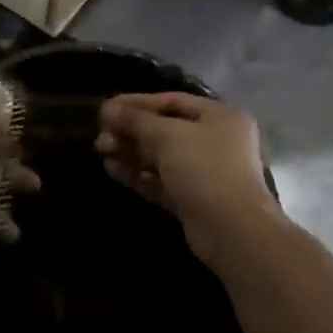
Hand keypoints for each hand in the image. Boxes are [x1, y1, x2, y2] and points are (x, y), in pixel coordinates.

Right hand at [95, 94, 277, 266]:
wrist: (232, 231)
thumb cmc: (204, 168)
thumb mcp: (167, 136)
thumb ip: (136, 120)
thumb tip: (108, 108)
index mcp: (220, 116)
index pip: (172, 101)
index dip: (138, 102)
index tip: (107, 107)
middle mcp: (216, 140)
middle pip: (165, 129)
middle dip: (131, 130)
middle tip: (100, 132)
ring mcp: (205, 172)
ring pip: (161, 156)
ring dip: (131, 151)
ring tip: (100, 149)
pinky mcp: (193, 199)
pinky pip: (161, 180)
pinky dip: (138, 174)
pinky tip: (111, 169)